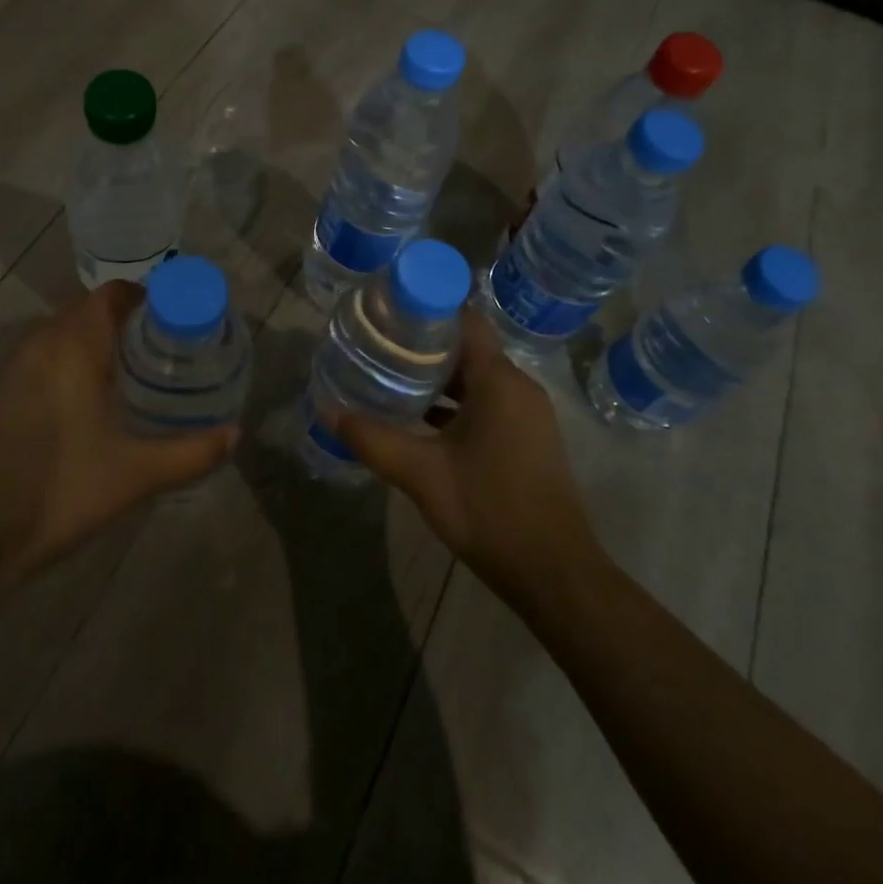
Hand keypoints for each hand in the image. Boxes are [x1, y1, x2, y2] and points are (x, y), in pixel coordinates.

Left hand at [0, 281, 237, 616]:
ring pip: (66, 334)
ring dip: (99, 343)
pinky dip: (74, 362)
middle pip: (91, 311)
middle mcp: (41, 341)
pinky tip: (94, 402)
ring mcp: (14, 366)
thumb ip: (191, 452)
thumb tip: (235, 434)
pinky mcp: (0, 392)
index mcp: (73, 344)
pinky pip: (46, 356)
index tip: (180, 322)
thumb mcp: (135, 475)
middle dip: (130, 323)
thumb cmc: (58, 490)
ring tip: (138, 374)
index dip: (149, 299)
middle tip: (168, 351)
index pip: (114, 294)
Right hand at [331, 308, 602, 605]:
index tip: (388, 311)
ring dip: (437, 378)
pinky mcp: (527, 438)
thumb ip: (373, 439)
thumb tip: (327, 411)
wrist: (555, 574)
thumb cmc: (490, 510)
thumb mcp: (421, 474)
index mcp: (499, 381)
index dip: (427, 309)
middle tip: (378, 345)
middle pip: (467, 348)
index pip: (464, 320)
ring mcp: (527, 414)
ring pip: (476, 379)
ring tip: (390, 378)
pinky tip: (419, 420)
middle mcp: (518, 387)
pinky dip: (455, 404)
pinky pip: (487, 403)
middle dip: (423, 345)